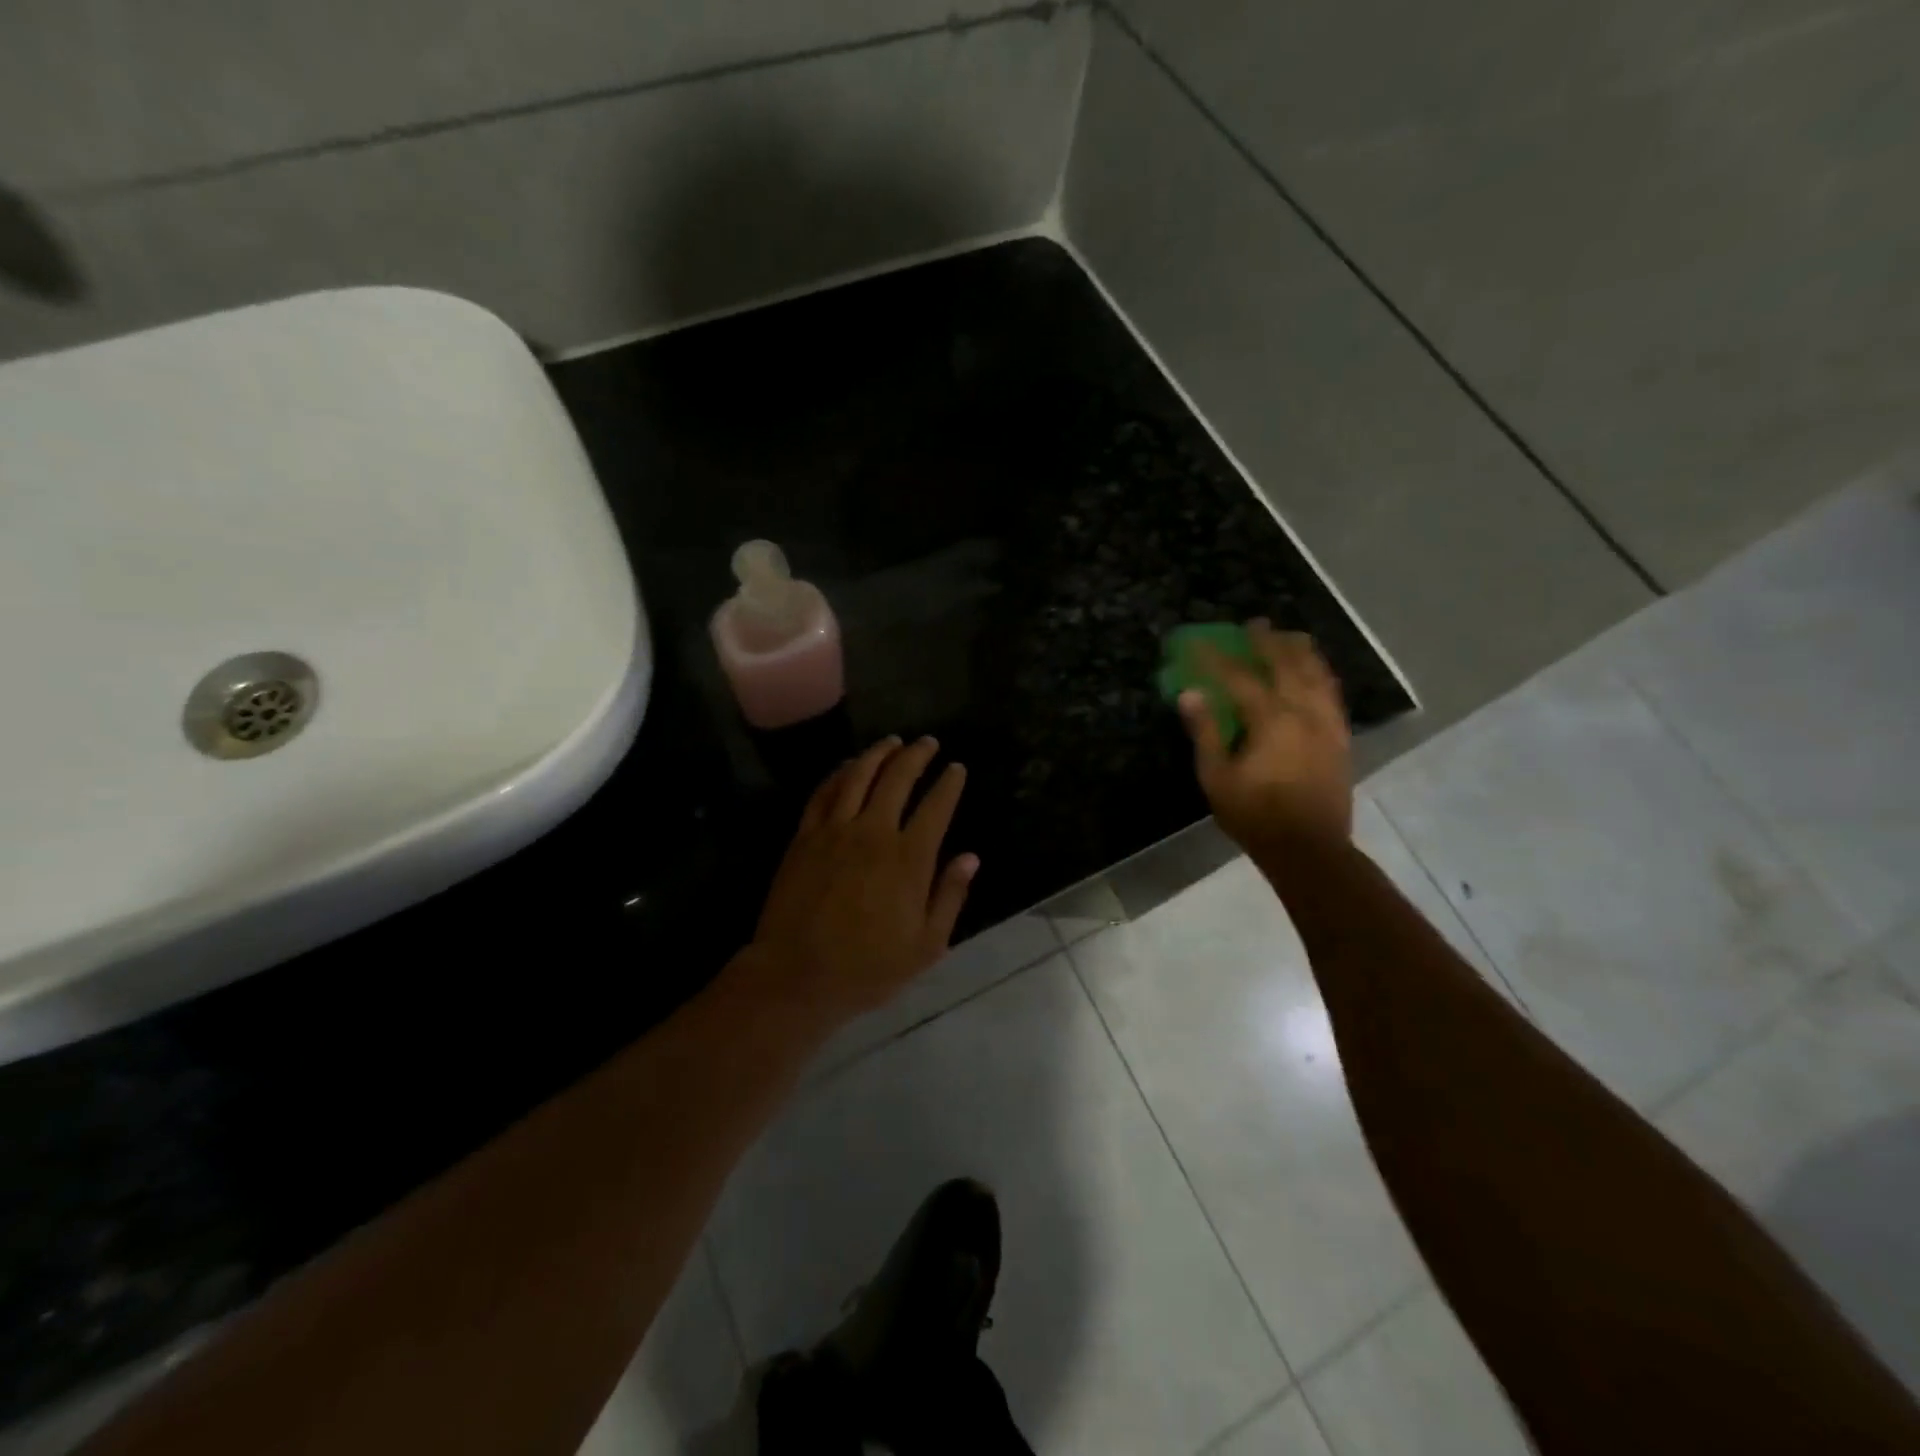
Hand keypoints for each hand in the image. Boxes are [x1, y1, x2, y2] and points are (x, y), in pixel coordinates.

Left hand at [744, 736, 977, 1022]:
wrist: (796, 975)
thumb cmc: (868, 968)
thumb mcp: (925, 946)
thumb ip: (949, 897)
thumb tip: (970, 857)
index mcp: (909, 860)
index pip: (935, 807)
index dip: (949, 783)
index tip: (956, 768)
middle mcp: (873, 833)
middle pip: (898, 778)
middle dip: (917, 755)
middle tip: (928, 742)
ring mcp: (835, 831)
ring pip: (858, 776)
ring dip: (879, 753)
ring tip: (892, 741)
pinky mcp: (805, 836)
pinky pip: (824, 792)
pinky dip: (839, 772)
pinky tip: (849, 766)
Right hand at [1178, 622, 1352, 853]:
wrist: (1310, 849)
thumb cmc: (1255, 815)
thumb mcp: (1217, 777)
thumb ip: (1205, 732)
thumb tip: (1190, 693)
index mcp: (1271, 720)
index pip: (1240, 677)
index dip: (1217, 658)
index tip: (1199, 643)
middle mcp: (1304, 712)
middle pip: (1288, 665)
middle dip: (1268, 641)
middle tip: (1255, 624)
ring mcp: (1328, 724)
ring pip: (1319, 675)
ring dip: (1302, 652)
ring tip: (1291, 638)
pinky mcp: (1341, 739)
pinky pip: (1333, 695)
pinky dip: (1322, 676)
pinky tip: (1316, 675)